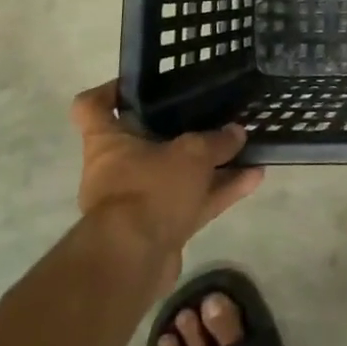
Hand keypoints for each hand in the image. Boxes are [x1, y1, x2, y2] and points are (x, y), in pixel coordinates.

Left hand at [69, 82, 263, 288]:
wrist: (133, 261)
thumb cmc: (149, 189)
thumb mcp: (192, 153)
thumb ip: (217, 141)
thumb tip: (237, 132)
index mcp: (107, 142)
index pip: (93, 106)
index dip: (111, 90)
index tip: (139, 83)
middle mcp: (117, 169)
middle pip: (146, 141)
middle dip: (181, 130)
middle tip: (212, 114)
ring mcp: (139, 201)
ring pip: (178, 174)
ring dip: (211, 164)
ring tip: (247, 148)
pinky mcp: (160, 229)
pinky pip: (194, 202)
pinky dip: (221, 191)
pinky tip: (253, 179)